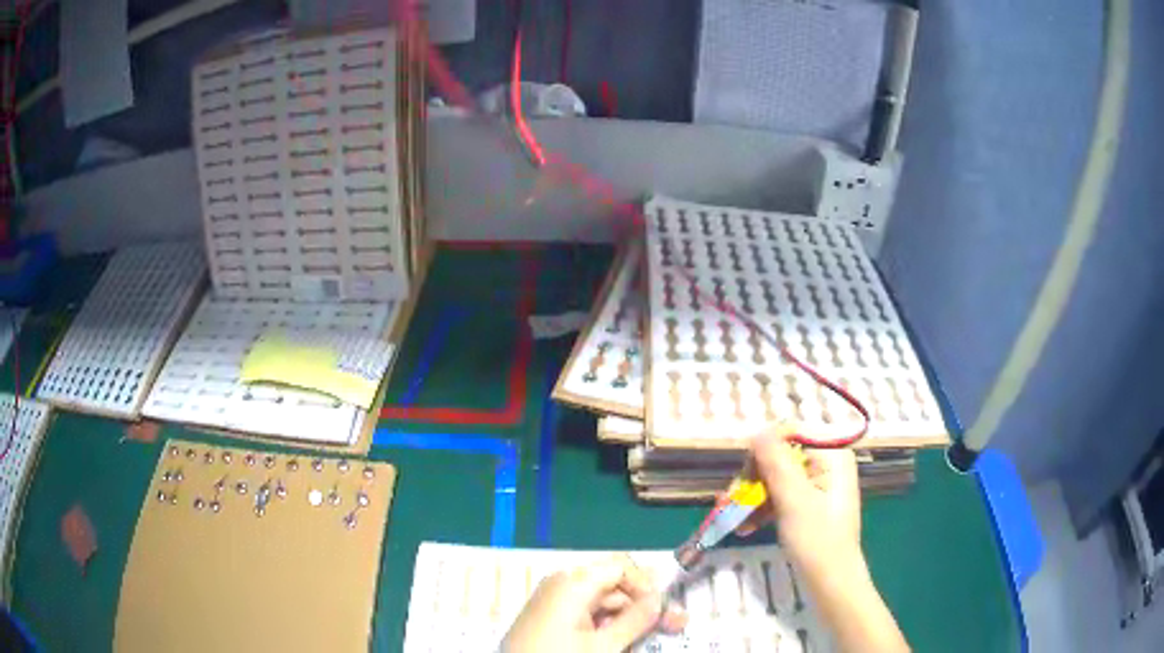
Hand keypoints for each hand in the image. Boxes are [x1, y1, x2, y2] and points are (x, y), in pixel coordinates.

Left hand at [502, 554, 687, 651]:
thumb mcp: (605, 644)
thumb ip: (637, 619)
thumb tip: (660, 598)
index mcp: (573, 581)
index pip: (621, 567)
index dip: (647, 586)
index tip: (664, 609)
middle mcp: (561, 584)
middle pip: (613, 585)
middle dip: (643, 605)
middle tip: (673, 625)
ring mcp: (553, 601)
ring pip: (601, 603)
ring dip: (627, 618)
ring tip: (650, 637)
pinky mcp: (548, 618)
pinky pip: (585, 614)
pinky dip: (605, 625)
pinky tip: (619, 641)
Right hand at [739, 430, 861, 569]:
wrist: (831, 581)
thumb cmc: (816, 539)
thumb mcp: (792, 499)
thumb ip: (775, 462)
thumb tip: (758, 430)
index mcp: (831, 454)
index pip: (790, 433)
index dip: (762, 450)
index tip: (742, 476)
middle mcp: (828, 462)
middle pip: (780, 456)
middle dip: (752, 479)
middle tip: (727, 502)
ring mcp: (819, 483)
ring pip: (777, 478)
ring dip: (752, 497)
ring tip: (729, 518)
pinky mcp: (811, 503)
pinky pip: (782, 495)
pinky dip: (763, 508)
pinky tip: (744, 526)